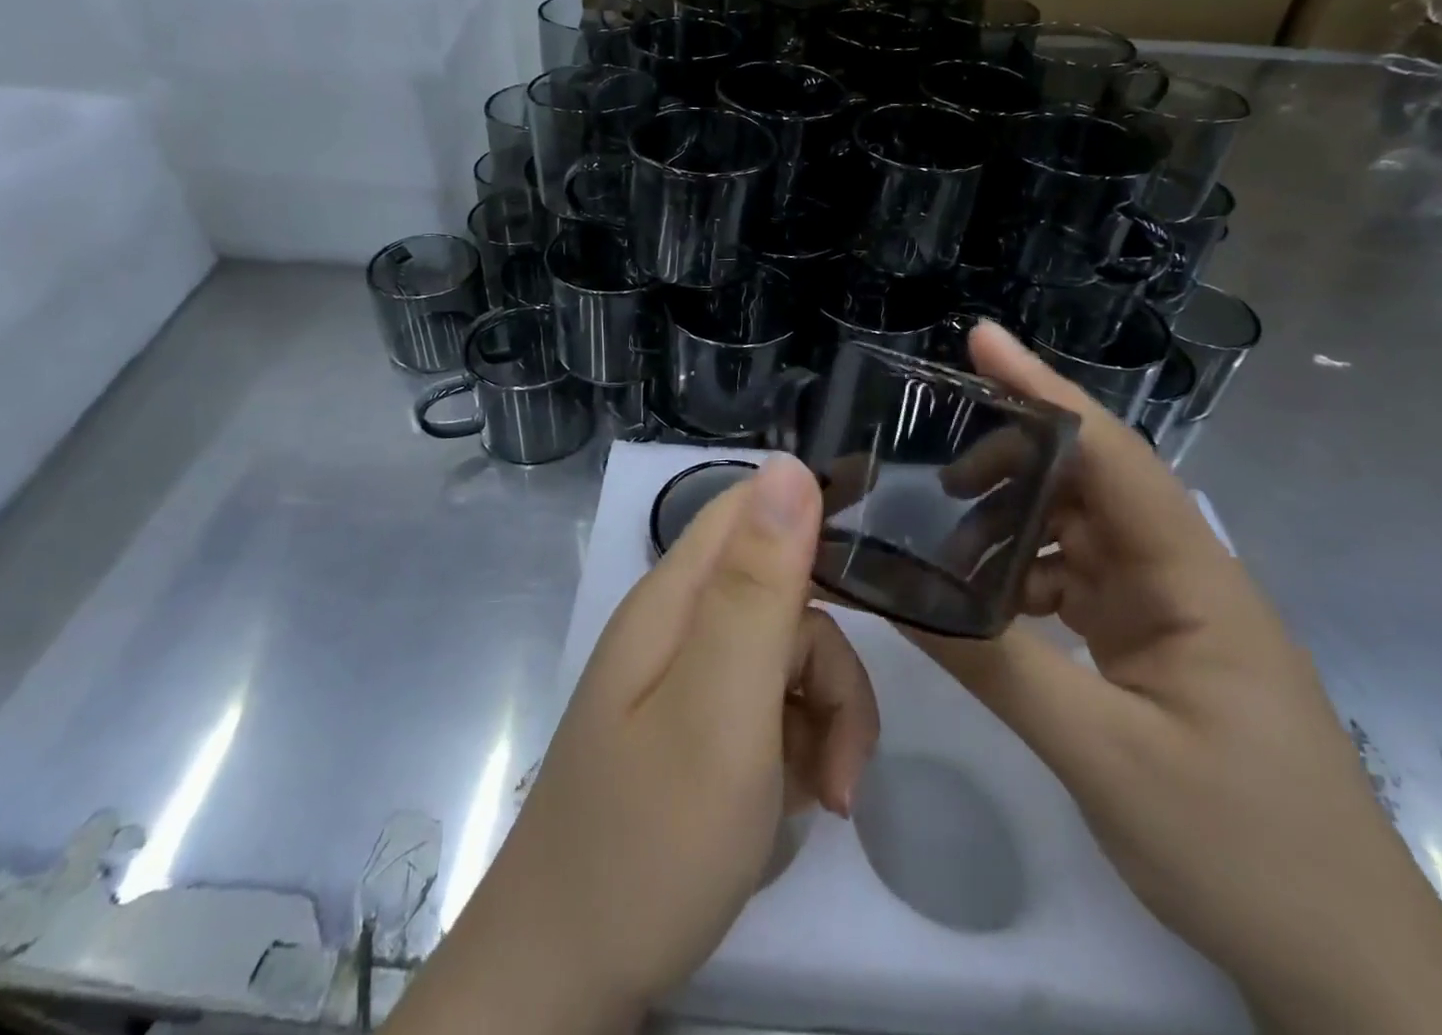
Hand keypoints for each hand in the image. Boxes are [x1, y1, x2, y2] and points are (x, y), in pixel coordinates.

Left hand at [389, 455, 878, 1034]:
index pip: (750, 509)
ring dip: (825, 718)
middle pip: (782, 594)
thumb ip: (757, 586)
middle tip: (842, 747)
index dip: (813, 520)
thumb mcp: (721, 705)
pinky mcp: (699, 729)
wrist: (567, 976)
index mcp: (675, 597)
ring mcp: (688, 679)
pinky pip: (771, 709)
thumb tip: (789, 466)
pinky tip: (799, 804)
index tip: (873, 581)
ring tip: (826, 796)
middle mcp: (679, 624)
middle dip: (830, 663)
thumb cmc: (650, 838)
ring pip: (787, 657)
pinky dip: (801, 750)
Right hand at [910, 321, 1441, 1034]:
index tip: (981, 341)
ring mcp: (1166, 613)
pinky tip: (978, 599)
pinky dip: (1020, 579)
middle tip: (925, 461)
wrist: (1345, 967)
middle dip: (1007, 460)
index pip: (1112, 456)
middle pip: (1086, 484)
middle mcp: (1181, 577)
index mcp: (1193, 579)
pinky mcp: (1150, 647)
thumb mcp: (1106, 755)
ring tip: (934, 534)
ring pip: (1074, 535)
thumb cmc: (1244, 849)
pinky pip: (1073, 584)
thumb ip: (1000, 667)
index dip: (1044, 389)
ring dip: (1008, 525)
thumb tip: (903, 598)